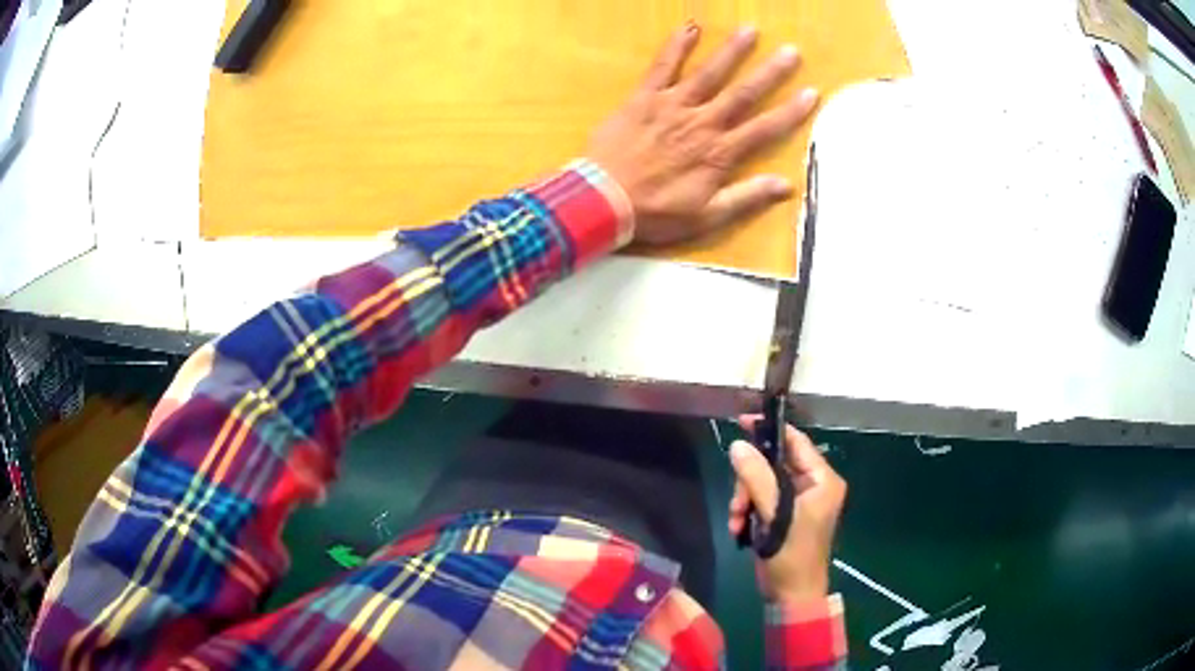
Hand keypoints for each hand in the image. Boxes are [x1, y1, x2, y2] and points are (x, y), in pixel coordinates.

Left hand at [587, 24, 818, 244]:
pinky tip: (691, 26)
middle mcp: (702, 123)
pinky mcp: (644, 98)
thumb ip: (746, 197)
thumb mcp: (706, 216)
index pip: (764, 128)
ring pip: (708, 73)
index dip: (791, 111)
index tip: (812, 92)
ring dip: (731, 51)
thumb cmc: (655, 212)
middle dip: (770, 72)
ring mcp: (672, 106)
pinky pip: (662, 67)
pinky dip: (677, 46)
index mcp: (719, 153)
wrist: (602, 200)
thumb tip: (786, 186)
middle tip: (791, 51)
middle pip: (742, 93)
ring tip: (751, 30)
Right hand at [727, 417, 845, 602]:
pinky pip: (759, 500)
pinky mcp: (782, 516)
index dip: (770, 431)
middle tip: (738, 503)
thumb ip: (757, 478)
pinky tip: (739, 528)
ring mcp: (797, 502)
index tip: (741, 422)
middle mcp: (812, 486)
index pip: (796, 442)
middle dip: (750, 482)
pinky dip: (746, 511)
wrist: (791, 596)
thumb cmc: (793, 555)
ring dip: (744, 500)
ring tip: (736, 520)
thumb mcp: (776, 515)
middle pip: (773, 464)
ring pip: (762, 483)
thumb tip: (737, 445)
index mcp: (822, 480)